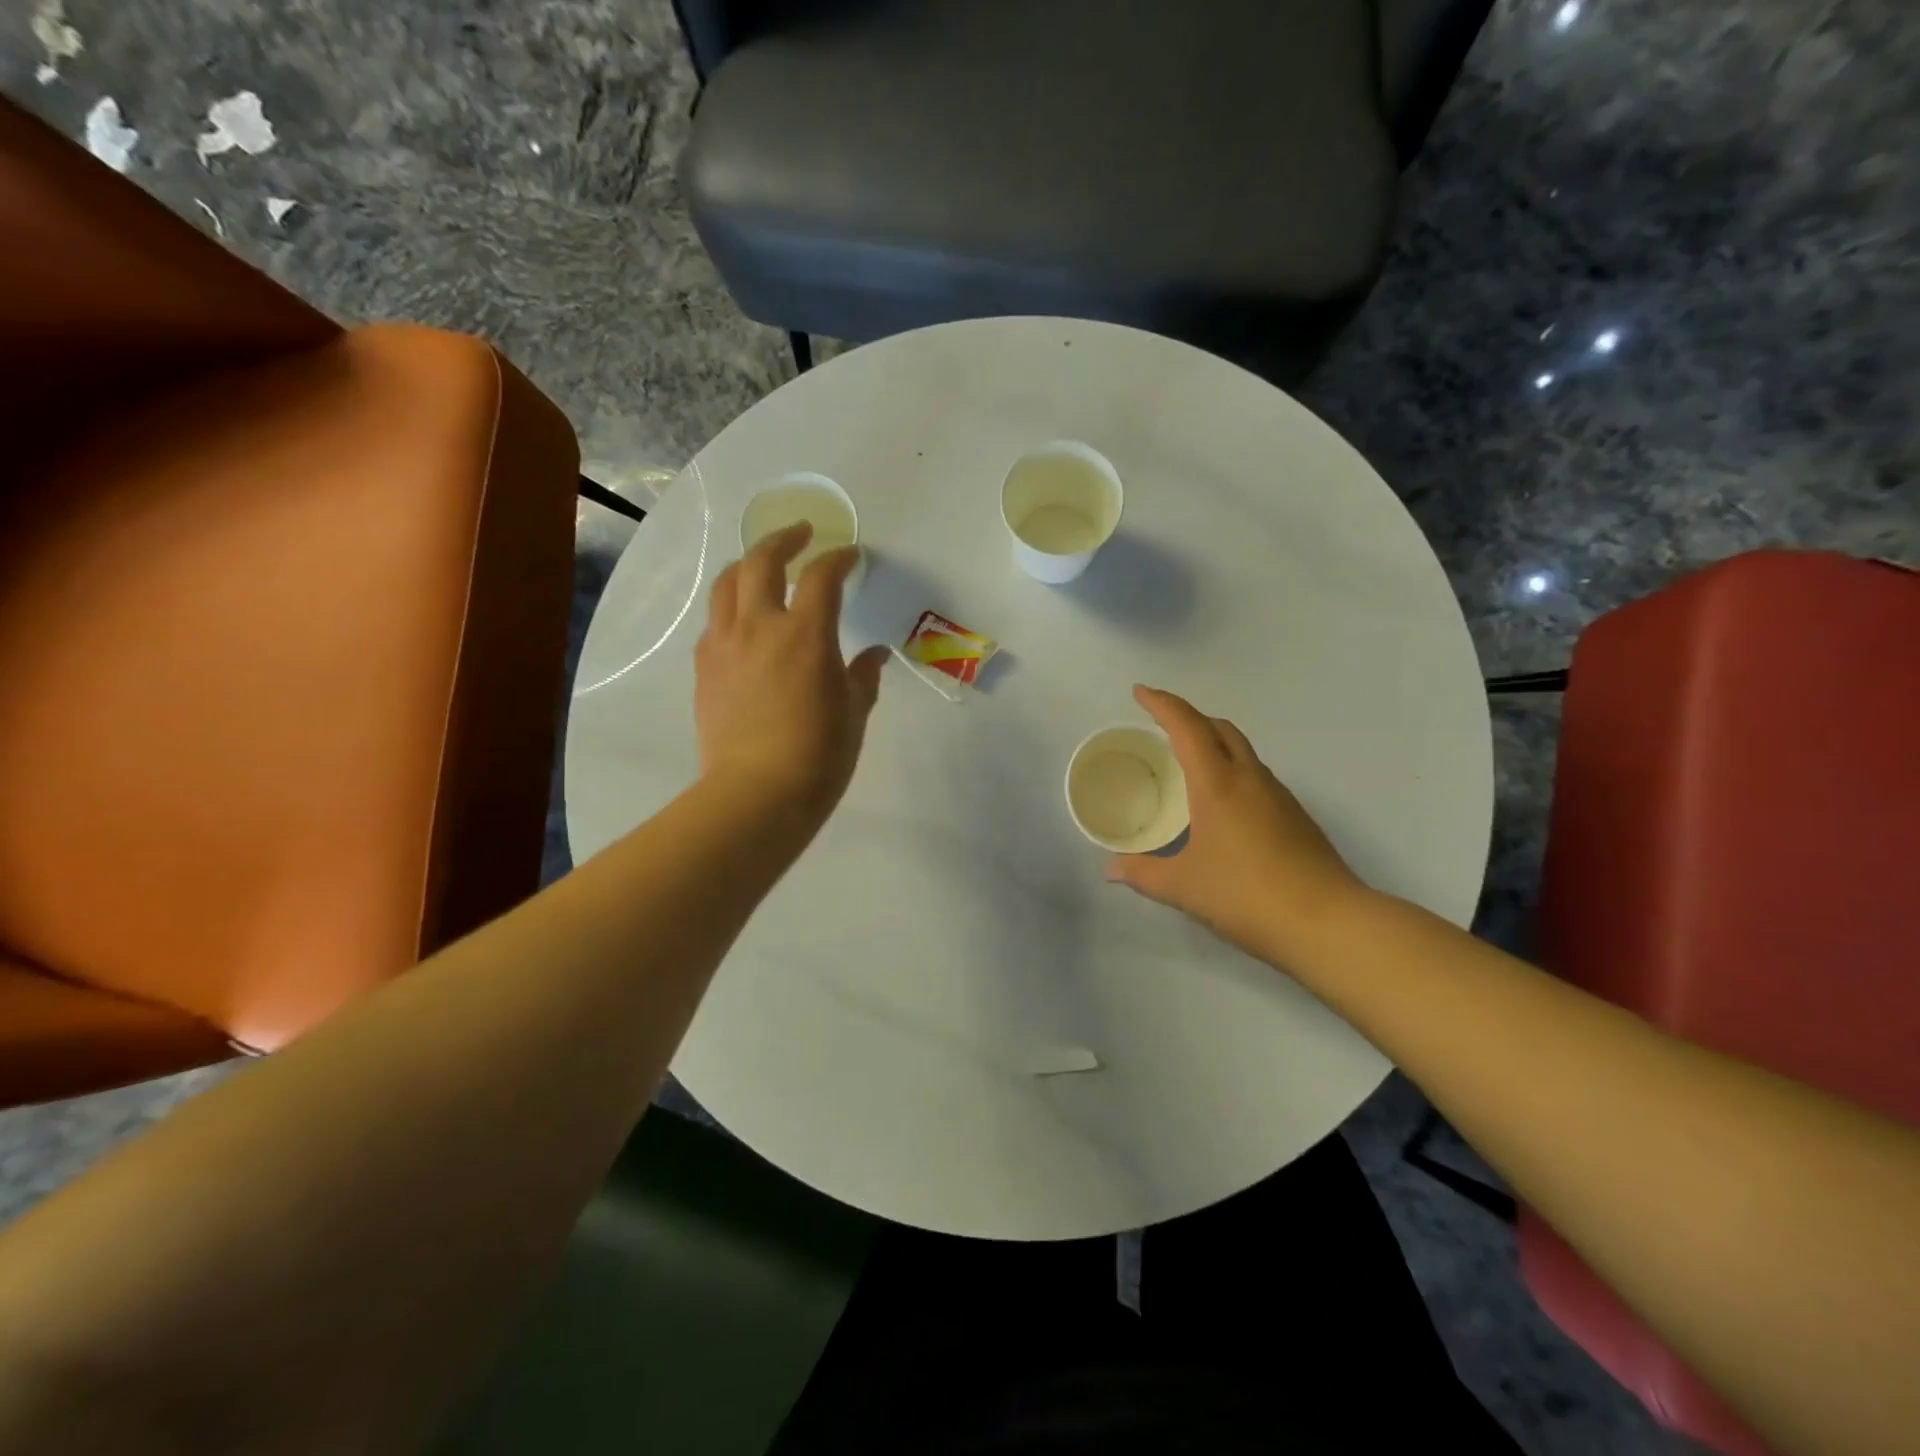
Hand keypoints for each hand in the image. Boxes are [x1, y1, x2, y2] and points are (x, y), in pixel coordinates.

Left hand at [695, 524, 887, 822]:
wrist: (756, 794)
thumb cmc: (818, 755)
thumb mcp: (854, 714)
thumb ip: (863, 676)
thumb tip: (874, 655)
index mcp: (806, 634)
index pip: (821, 576)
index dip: (838, 558)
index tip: (850, 555)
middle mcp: (760, 626)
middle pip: (761, 561)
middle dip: (783, 540)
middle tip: (799, 534)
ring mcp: (725, 645)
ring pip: (727, 585)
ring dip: (747, 565)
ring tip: (761, 565)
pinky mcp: (705, 669)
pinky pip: (714, 622)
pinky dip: (731, 608)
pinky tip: (742, 621)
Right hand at [1106, 685, 1369, 962]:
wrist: (1327, 923)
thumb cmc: (1246, 895)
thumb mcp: (1184, 887)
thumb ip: (1143, 874)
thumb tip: (1112, 871)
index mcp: (1218, 784)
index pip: (1187, 727)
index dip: (1162, 704)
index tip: (1140, 692)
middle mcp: (1250, 779)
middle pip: (1220, 728)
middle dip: (1189, 717)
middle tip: (1162, 726)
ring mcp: (1278, 796)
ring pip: (1242, 750)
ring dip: (1214, 743)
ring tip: (1189, 762)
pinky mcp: (1295, 817)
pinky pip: (1256, 776)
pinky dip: (1232, 770)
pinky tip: (1222, 804)